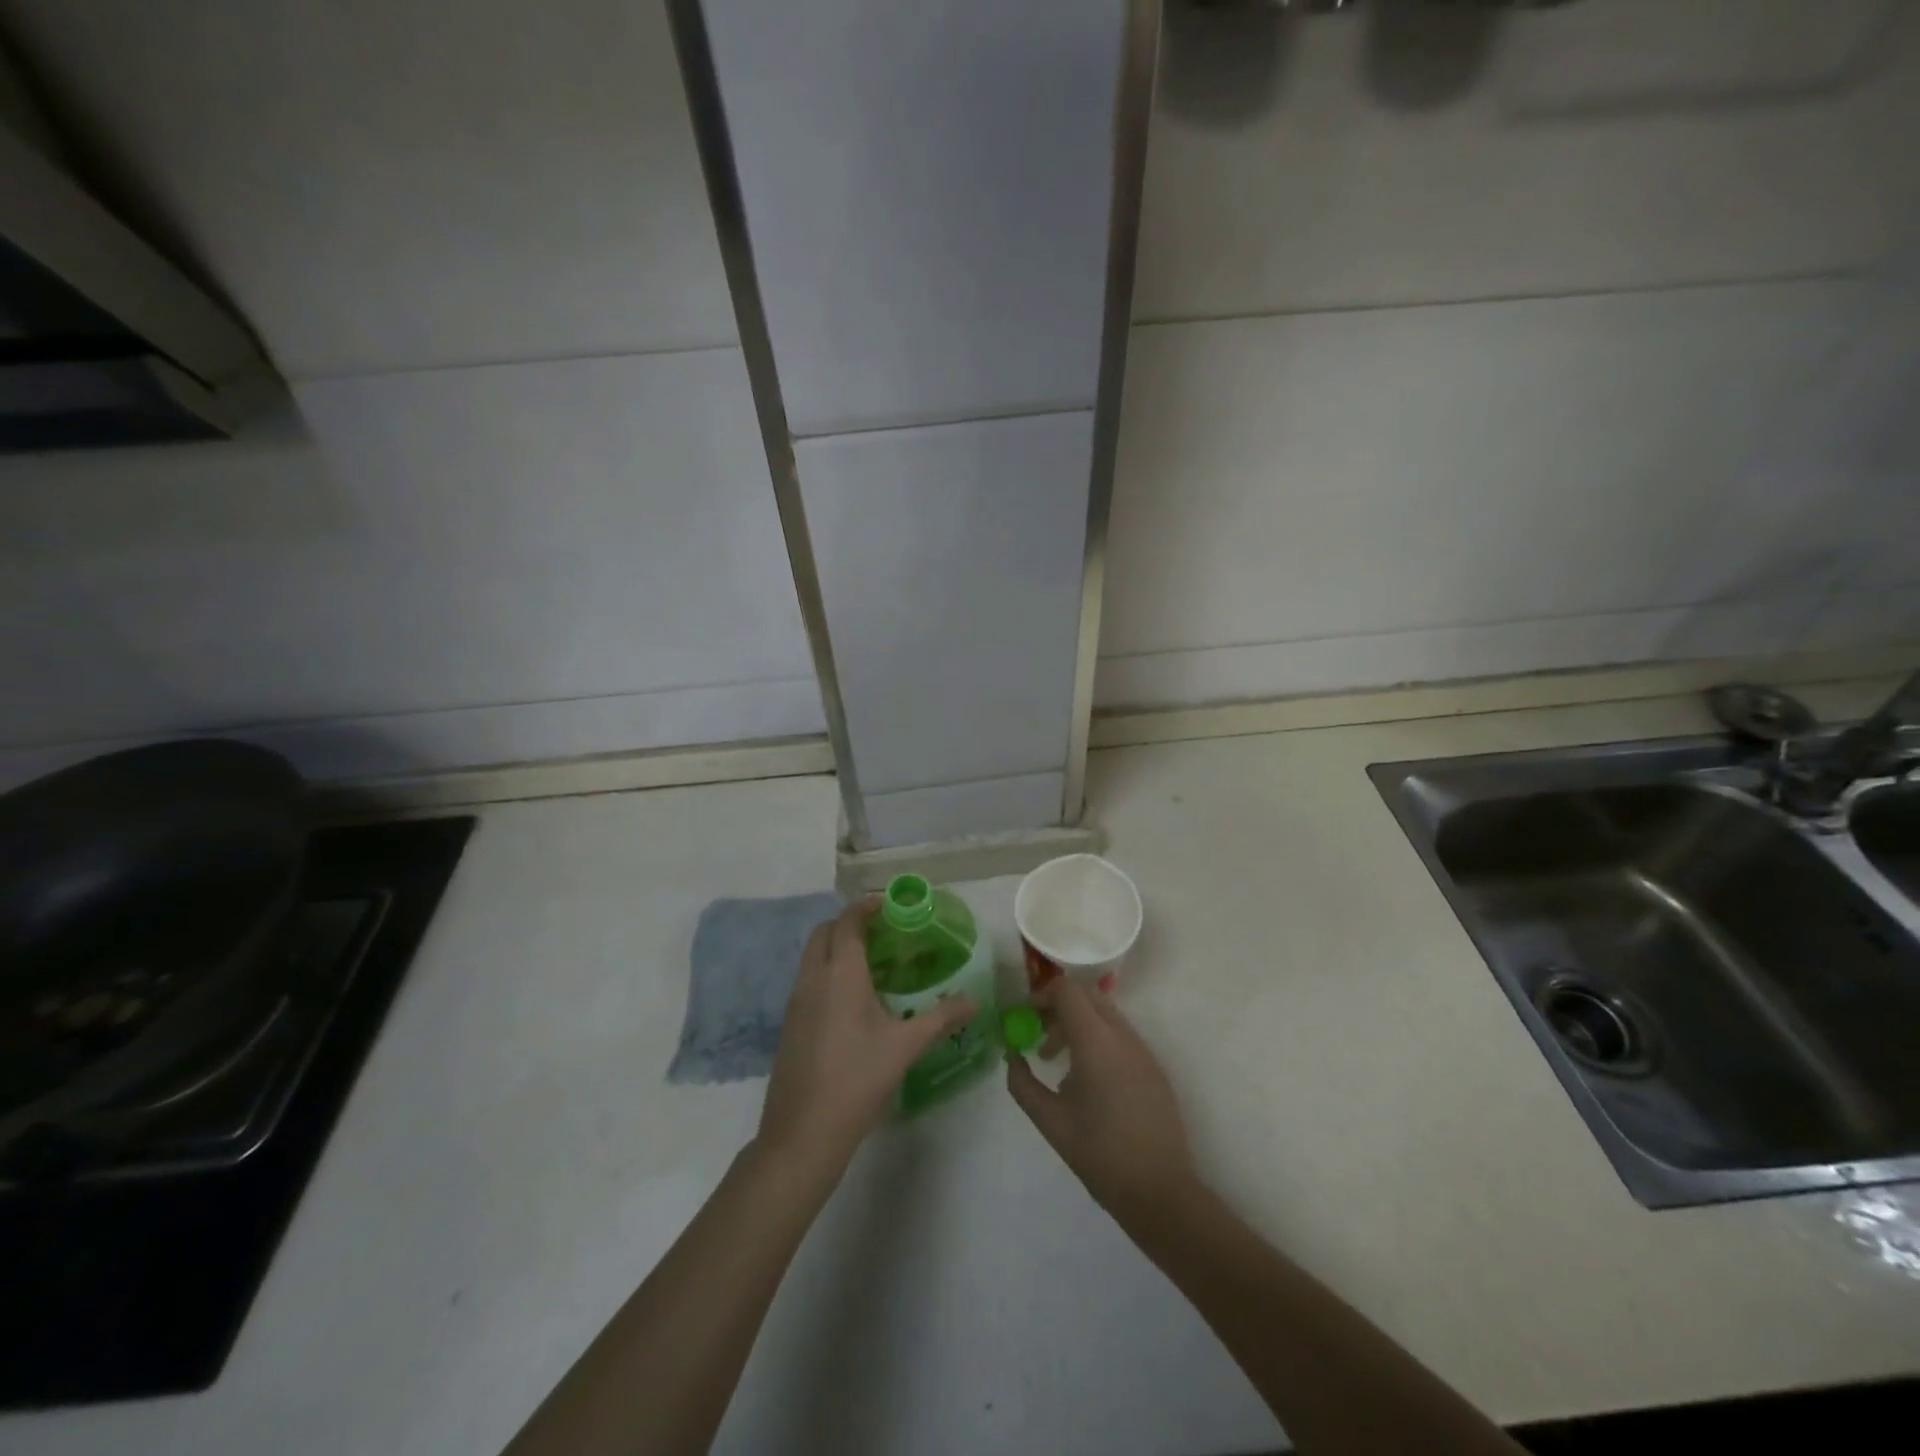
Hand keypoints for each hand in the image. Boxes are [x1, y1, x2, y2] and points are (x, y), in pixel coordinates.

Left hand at [757, 899, 974, 1173]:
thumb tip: (974, 1002)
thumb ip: (941, 1018)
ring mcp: (796, 1001)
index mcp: (840, 973)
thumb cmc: (858, 1080)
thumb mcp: (905, 1047)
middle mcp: (813, 978)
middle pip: (824, 932)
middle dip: (849, 923)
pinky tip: (852, 999)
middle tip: (882, 932)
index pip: (848, 921)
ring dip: (836, 946)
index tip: (889, 904)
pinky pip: (807, 979)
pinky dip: (827, 970)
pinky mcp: (789, 1023)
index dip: (866, 907)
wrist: (803, 1133)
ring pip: (812, 955)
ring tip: (871, 962)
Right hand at [1006, 975, 1196, 1222]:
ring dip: (1078, 1023)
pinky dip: (1097, 1039)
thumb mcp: (1049, 1120)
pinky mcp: (1153, 1066)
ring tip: (1057, 1060)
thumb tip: (1011, 1056)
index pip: (1067, 990)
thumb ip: (1022, 1083)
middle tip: (1038, 1033)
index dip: (1042, 994)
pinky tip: (1086, 1078)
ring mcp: (1142, 1049)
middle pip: (1087, 995)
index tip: (1025, 1016)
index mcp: (1096, 1041)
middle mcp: (1122, 1035)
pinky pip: (1120, 1035)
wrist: (1159, 1190)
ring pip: (1105, 1014)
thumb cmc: (1099, 1153)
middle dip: (1059, 1006)